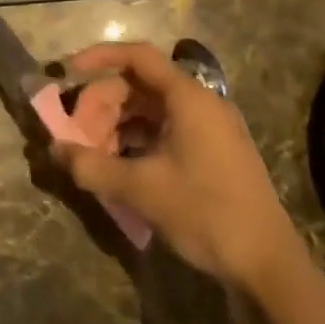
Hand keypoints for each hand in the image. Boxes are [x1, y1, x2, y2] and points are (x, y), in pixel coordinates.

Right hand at [52, 42, 307, 297]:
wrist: (269, 267)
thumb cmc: (206, 214)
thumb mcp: (141, 189)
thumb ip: (92, 166)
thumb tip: (55, 149)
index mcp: (188, 98)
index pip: (137, 56)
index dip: (98, 58)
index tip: (67, 73)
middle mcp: (200, 103)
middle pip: (137, 85)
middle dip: (101, 105)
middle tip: (78, 135)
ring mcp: (209, 128)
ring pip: (149, 109)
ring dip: (116, 125)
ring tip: (95, 156)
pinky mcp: (211, 152)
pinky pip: (164, 129)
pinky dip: (136, 140)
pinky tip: (120, 167)